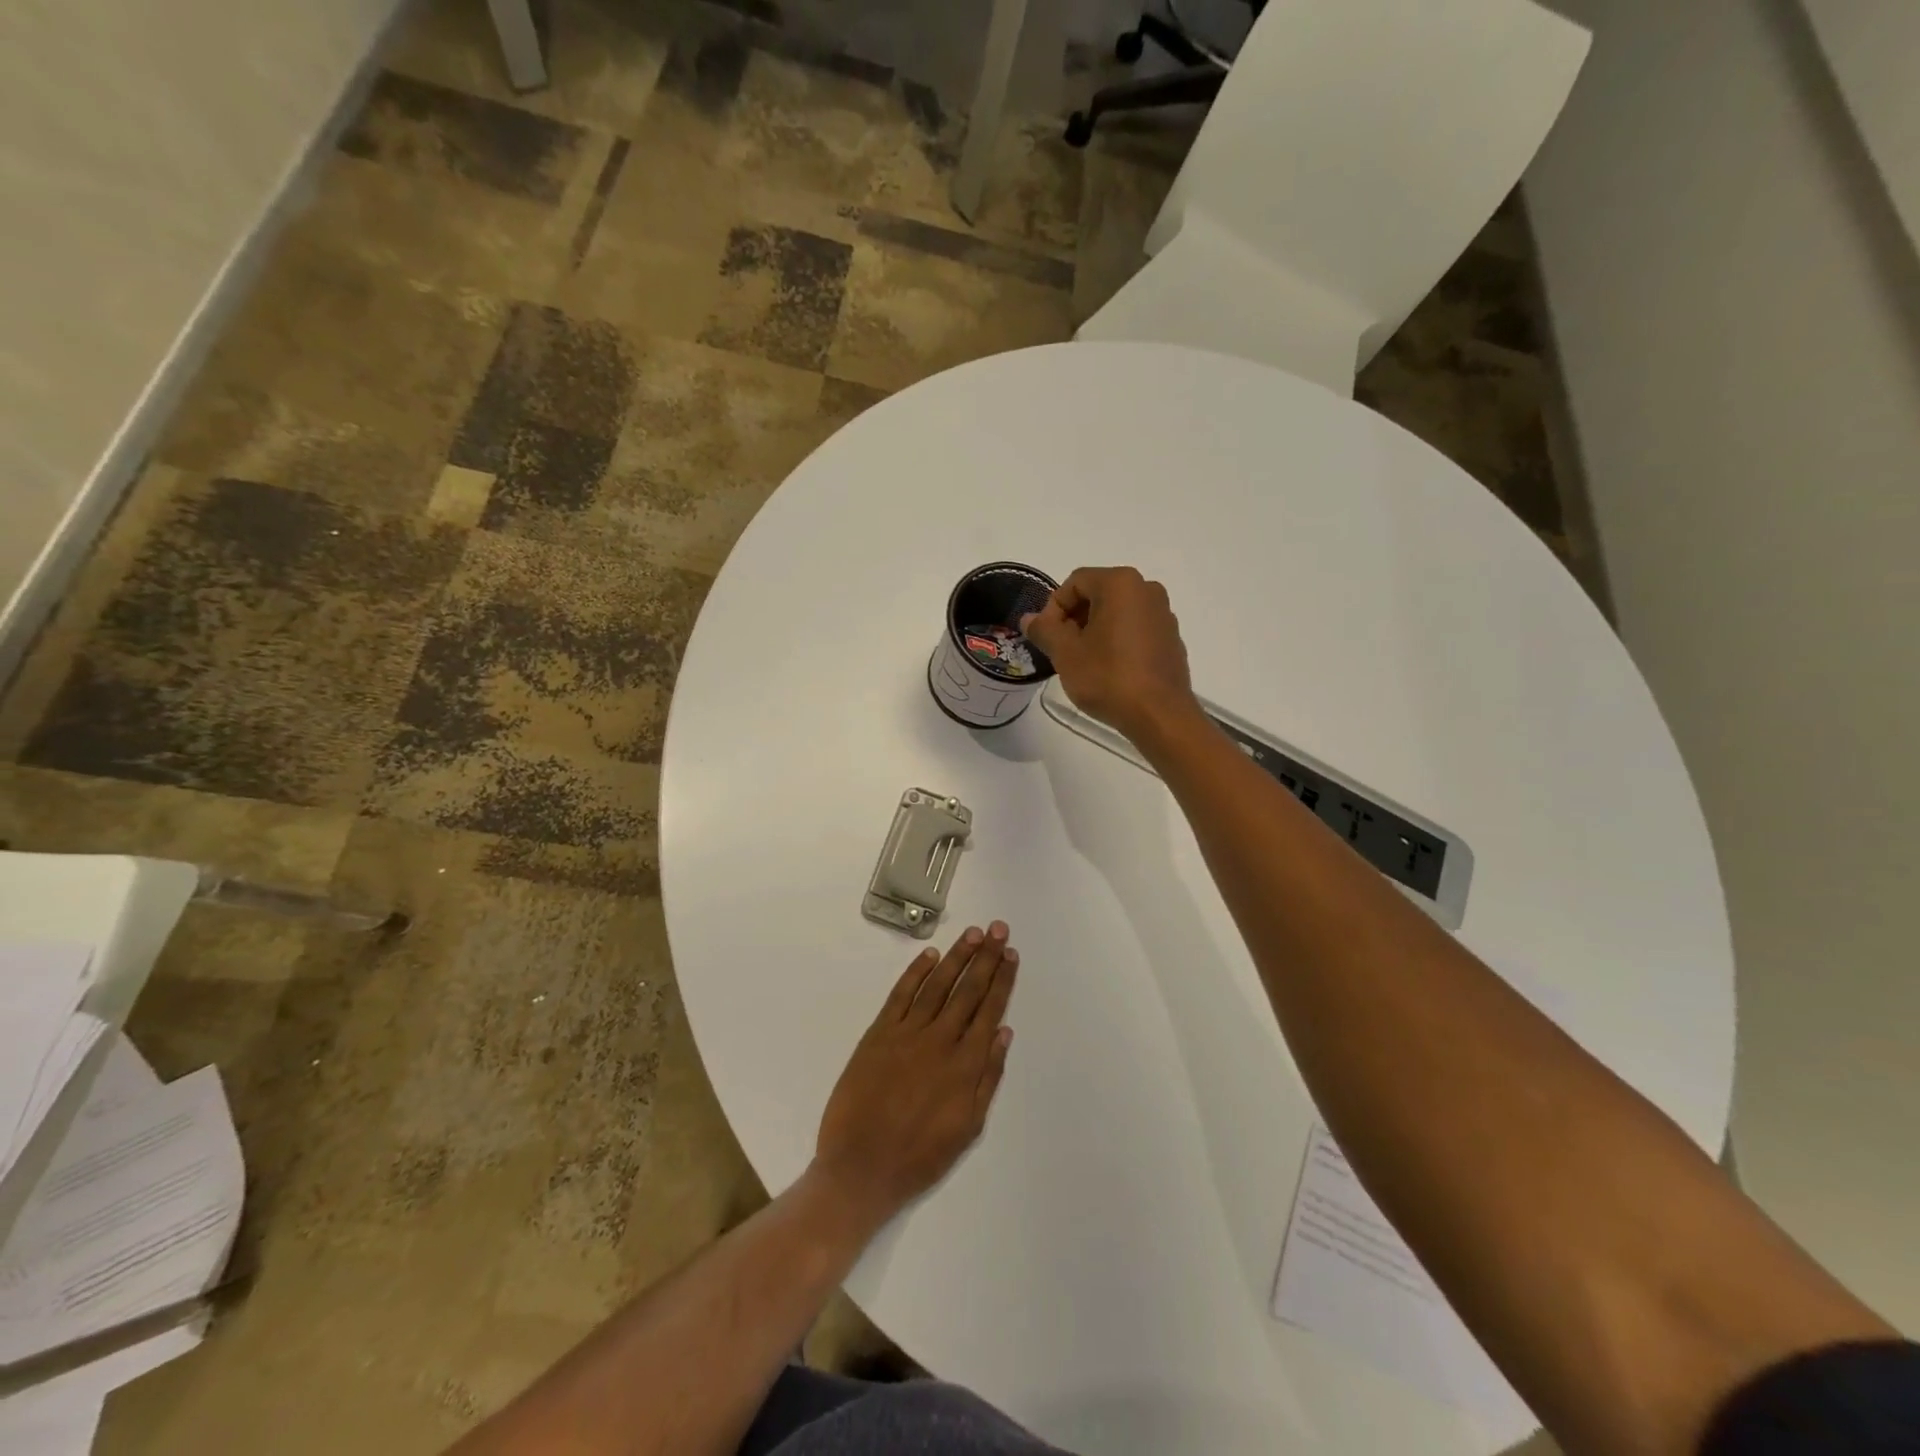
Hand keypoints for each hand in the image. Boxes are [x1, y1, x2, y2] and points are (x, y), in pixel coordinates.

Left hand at [813, 924, 1017, 1229]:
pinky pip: (901, 994)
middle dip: (986, 957)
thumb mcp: (968, 1128)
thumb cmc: (919, 1156)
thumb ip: (988, 1078)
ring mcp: (907, 1033)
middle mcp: (940, 1040)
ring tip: (972, 933)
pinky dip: (916, 972)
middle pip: (968, 990)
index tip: (1011, 954)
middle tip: (998, 929)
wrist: (860, 1168)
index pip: (989, 1010)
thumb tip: (1004, 1033)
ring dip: (957, 956)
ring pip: (938, 985)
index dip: (1002, 980)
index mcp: (965, 1065)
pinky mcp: (879, 1033)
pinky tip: (930, 955)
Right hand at [1020, 566, 1200, 744]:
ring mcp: (1163, 614)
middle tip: (1061, 650)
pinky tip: (1109, 669)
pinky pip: (1135, 629)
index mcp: (1120, 583)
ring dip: (1094, 630)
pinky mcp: (1171, 638)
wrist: (1159, 715)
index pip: (1075, 582)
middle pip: (1097, 594)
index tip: (1047, 637)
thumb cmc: (1108, 677)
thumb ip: (1044, 630)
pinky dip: (1117, 641)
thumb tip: (1028, 619)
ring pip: (1117, 612)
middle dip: (1074, 619)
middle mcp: (1147, 589)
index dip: (1054, 608)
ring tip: (1083, 661)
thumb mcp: (1065, 653)